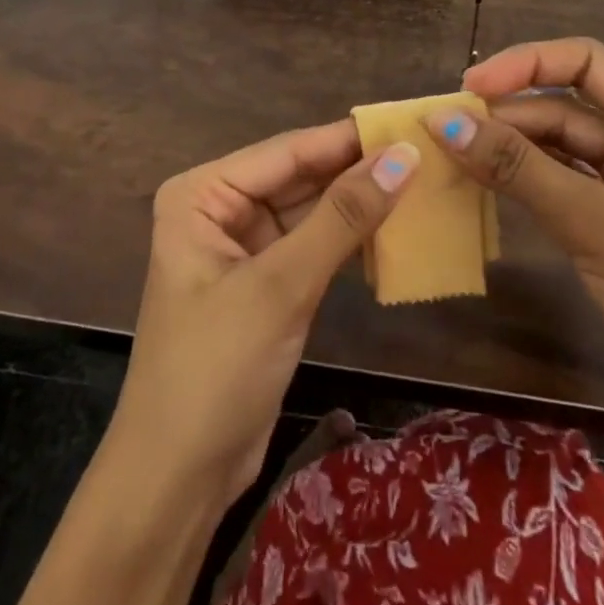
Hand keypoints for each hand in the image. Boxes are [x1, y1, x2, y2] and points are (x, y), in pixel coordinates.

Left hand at [115, 121, 418, 503]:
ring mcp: (242, 247)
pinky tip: (394, 229)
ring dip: (359, 203)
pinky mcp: (266, 283)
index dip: (348, 138)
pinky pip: (313, 245)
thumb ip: (343, 218)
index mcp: (202, 192)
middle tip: (425, 151)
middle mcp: (219, 207)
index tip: (408, 123)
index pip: (286, 151)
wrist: (178, 481)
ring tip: (422, 180)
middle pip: (299, 176)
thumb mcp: (281, 286)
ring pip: (311, 210)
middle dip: (357, 169)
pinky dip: (349, 240)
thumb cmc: (215, 369)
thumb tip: (403, 156)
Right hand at [426, 37, 603, 428]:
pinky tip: (482, 180)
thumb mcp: (598, 225)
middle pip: (569, 104)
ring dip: (510, 146)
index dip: (525, 64)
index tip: (469, 88)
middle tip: (447, 128)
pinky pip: (559, 183)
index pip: (588, 62)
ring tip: (454, 151)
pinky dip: (522, 179)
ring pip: (559, 145)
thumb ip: (518, 168)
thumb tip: (442, 121)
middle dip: (510, 111)